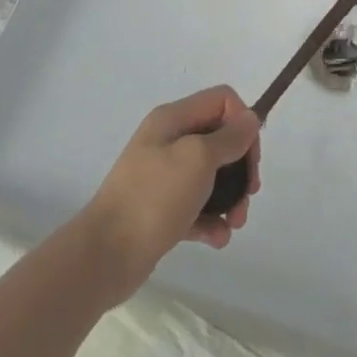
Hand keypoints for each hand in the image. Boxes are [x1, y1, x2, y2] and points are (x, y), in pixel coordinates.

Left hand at [80, 85, 260, 301]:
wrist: (105, 255)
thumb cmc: (154, 197)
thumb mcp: (198, 158)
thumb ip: (229, 138)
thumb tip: (251, 119)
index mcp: (173, 119)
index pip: (222, 101)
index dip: (243, 122)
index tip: (250, 156)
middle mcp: (168, 141)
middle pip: (220, 139)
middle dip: (241, 166)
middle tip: (250, 193)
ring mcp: (164, 177)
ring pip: (212, 176)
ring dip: (231, 197)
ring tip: (236, 223)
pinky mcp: (162, 210)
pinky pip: (197, 207)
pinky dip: (212, 220)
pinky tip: (218, 238)